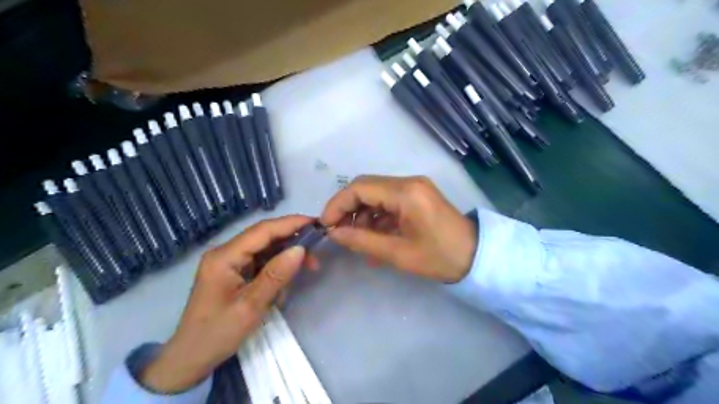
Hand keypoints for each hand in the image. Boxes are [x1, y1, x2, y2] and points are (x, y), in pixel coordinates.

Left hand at [142, 216, 314, 392]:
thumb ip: (276, 275)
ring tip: (309, 267)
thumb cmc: (217, 334)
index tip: (316, 223)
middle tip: (317, 251)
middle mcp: (226, 253)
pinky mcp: (234, 273)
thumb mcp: (250, 306)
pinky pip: (261, 262)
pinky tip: (287, 282)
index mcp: (224, 256)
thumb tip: (300, 249)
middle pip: (265, 237)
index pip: (263, 231)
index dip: (291, 224)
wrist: (189, 360)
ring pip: (266, 249)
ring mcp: (230, 262)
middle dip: (292, 241)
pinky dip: (278, 269)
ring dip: (287, 256)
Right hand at [319, 175, 475, 282]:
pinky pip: (389, 201)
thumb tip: (333, 233)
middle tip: (338, 232)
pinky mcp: (417, 195)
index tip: (326, 225)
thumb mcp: (398, 253)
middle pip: (366, 187)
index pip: (360, 188)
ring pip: (376, 194)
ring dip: (362, 214)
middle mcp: (409, 182)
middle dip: (348, 208)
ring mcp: (414, 187)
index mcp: (406, 192)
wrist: (476, 256)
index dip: (338, 204)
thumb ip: (362, 241)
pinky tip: (375, 237)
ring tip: (359, 240)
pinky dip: (377, 216)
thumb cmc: (440, 257)